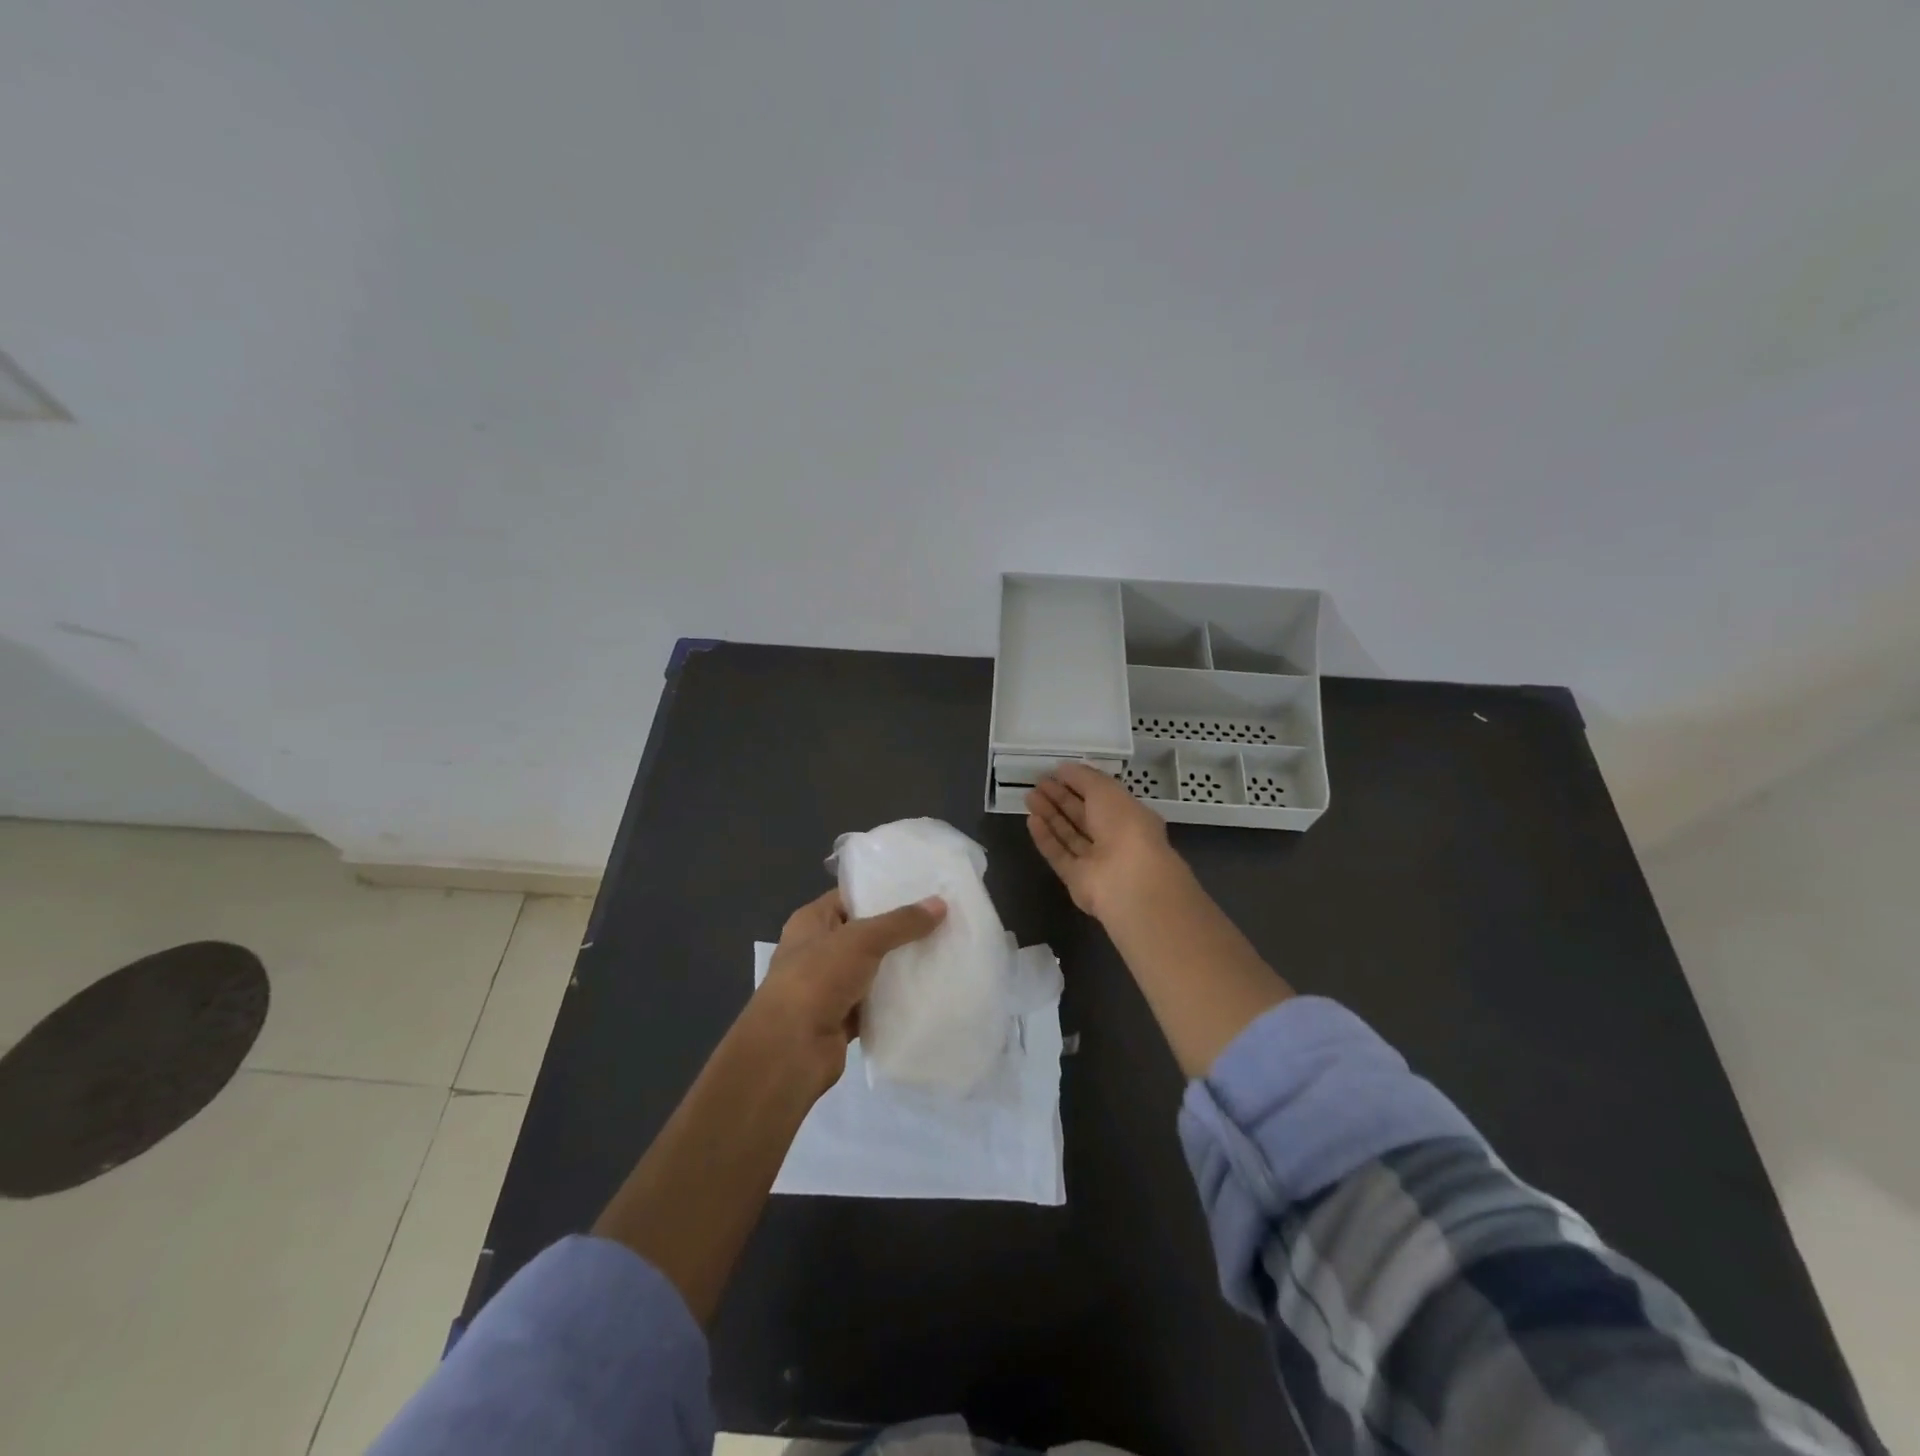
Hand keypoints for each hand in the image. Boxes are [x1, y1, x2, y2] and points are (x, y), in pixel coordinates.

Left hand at [745, 888, 946, 1095]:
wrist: (790, 1050)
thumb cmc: (816, 979)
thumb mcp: (861, 940)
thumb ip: (900, 923)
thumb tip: (939, 903)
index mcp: (811, 922)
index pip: (850, 898)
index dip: (882, 892)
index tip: (921, 889)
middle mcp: (818, 951)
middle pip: (865, 934)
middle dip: (899, 930)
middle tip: (941, 919)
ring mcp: (829, 987)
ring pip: (873, 970)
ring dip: (900, 966)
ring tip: (942, 951)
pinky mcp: (842, 1019)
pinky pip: (875, 1003)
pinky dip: (895, 1000)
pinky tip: (928, 991)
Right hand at [1026, 762, 1180, 921]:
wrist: (1127, 880)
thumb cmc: (1124, 826)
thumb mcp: (1106, 790)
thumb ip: (1083, 778)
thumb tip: (1063, 768)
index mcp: (1129, 815)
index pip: (1101, 797)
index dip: (1079, 784)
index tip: (1056, 772)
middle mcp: (1114, 838)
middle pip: (1083, 816)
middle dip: (1060, 798)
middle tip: (1037, 783)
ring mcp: (1095, 861)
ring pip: (1069, 835)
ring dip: (1050, 815)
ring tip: (1029, 797)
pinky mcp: (1077, 879)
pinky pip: (1059, 854)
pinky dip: (1046, 838)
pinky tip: (1031, 820)